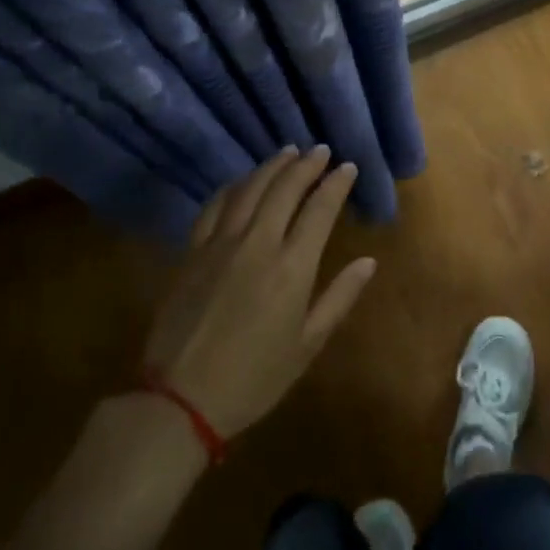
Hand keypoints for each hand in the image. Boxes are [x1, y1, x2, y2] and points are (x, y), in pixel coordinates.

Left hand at [141, 146, 374, 439]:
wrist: (180, 399)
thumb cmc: (254, 377)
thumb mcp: (307, 345)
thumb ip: (339, 298)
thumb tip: (369, 262)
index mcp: (292, 267)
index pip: (320, 209)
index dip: (336, 184)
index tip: (347, 167)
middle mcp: (258, 244)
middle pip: (285, 188)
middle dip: (306, 165)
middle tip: (320, 151)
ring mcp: (221, 244)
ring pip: (250, 189)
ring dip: (272, 167)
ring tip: (288, 152)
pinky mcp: (193, 252)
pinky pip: (215, 206)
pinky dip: (233, 186)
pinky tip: (242, 182)